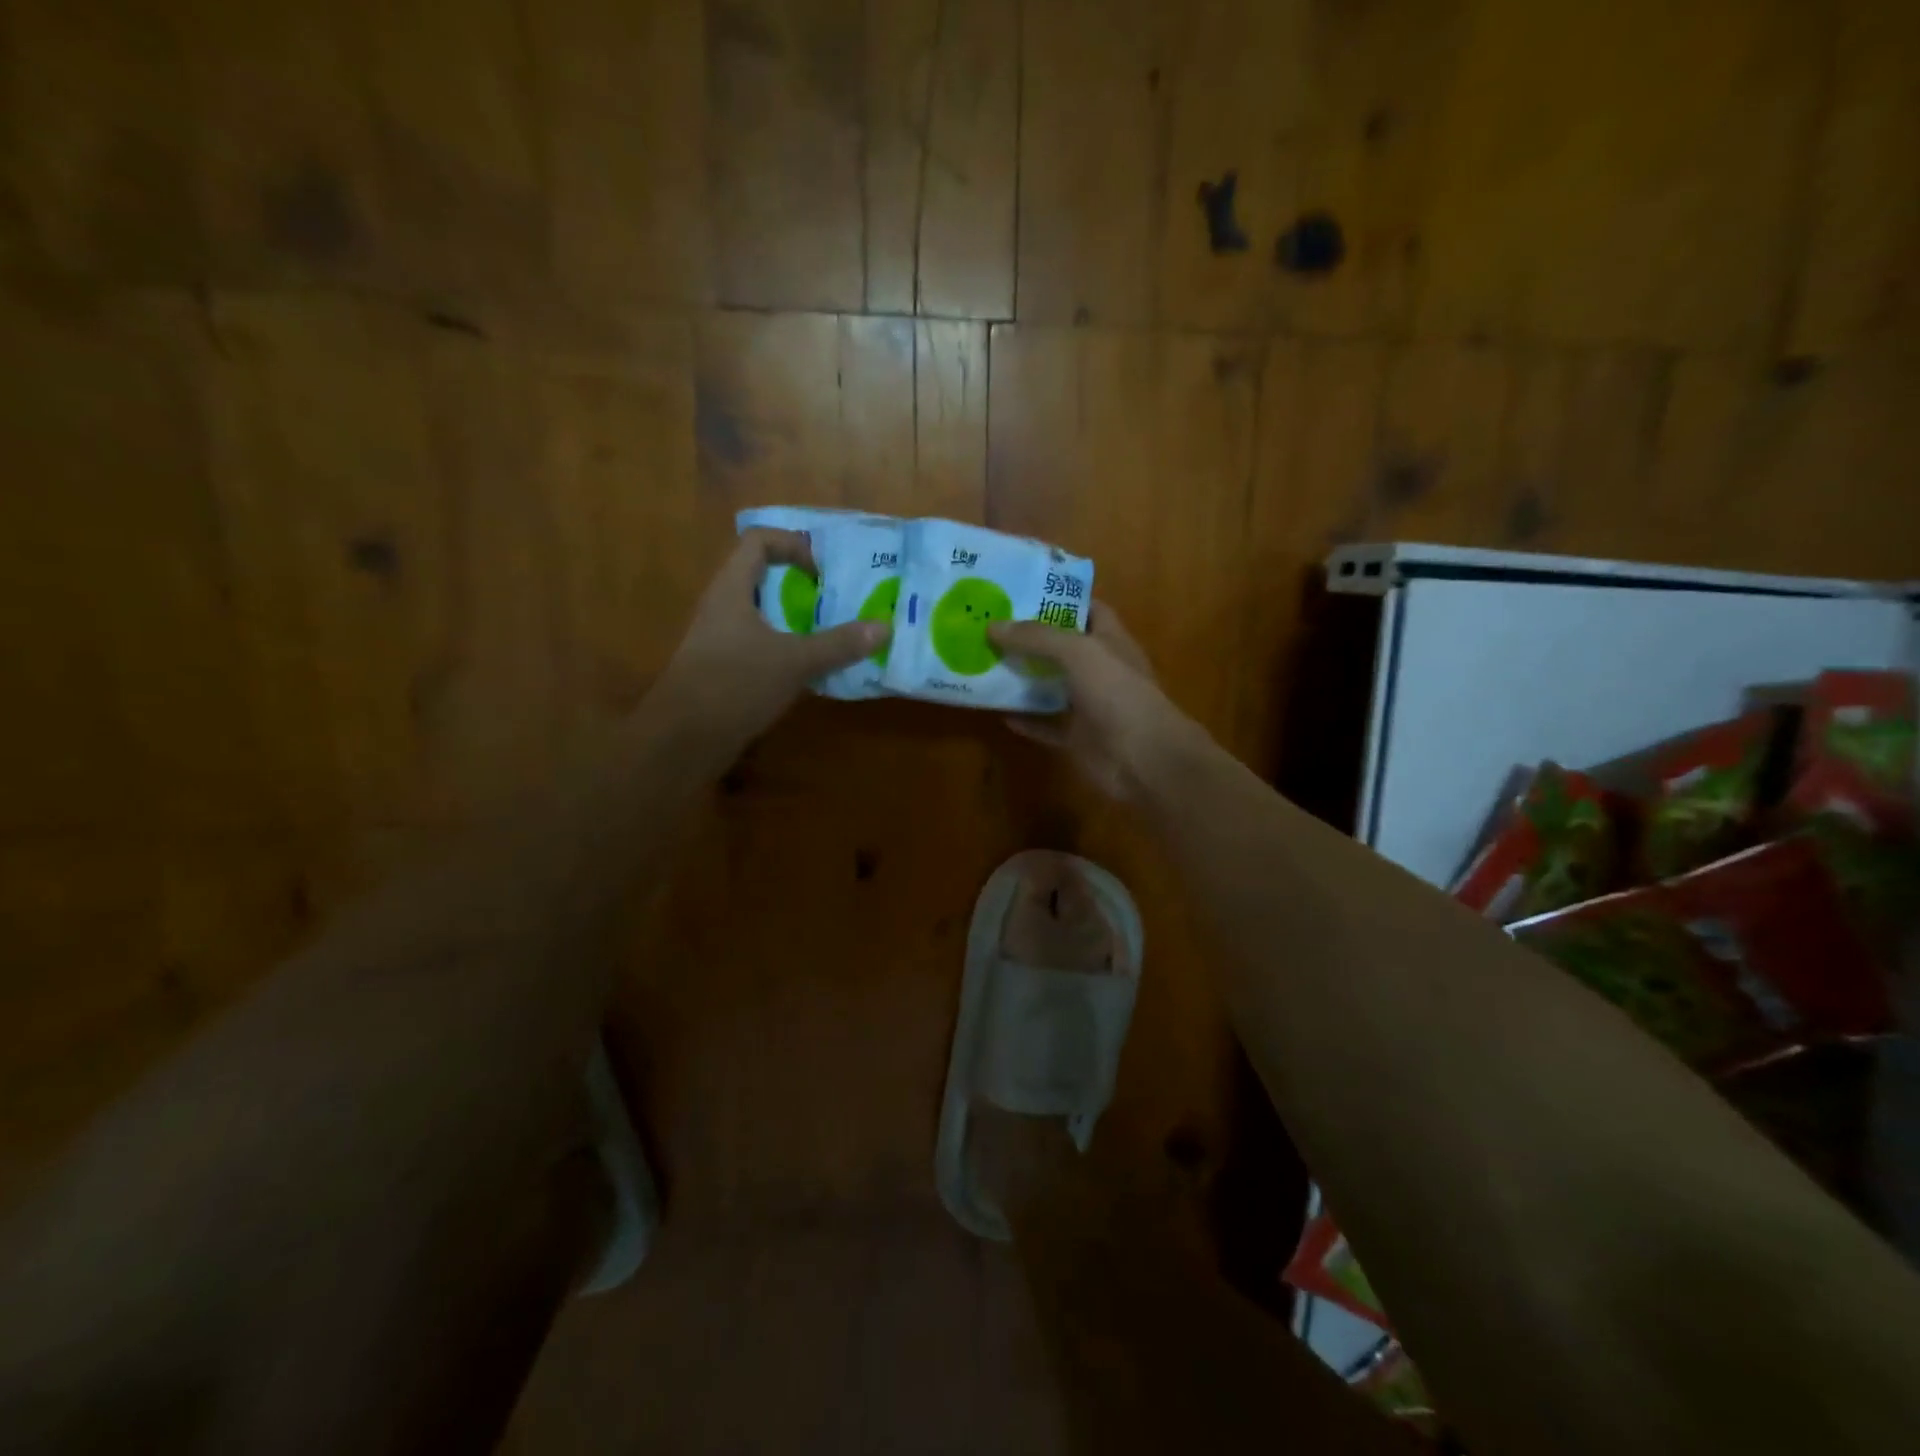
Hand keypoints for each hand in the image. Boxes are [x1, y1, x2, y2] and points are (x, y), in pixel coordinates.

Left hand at [655, 529, 887, 745]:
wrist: (684, 739)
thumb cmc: (735, 684)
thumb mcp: (795, 662)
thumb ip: (839, 644)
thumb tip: (884, 627)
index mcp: (731, 589)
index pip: (758, 541)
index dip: (792, 545)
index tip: (820, 574)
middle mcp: (721, 607)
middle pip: (761, 577)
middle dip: (799, 585)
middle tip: (835, 601)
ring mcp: (719, 639)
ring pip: (761, 613)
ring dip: (794, 619)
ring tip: (829, 633)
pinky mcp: (722, 668)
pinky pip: (758, 644)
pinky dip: (784, 648)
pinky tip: (808, 669)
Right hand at [987, 602, 1192, 798]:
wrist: (1143, 758)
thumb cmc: (1118, 693)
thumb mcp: (1078, 652)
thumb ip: (1037, 637)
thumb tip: (993, 625)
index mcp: (1110, 641)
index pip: (1088, 609)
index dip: (1060, 599)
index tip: (1022, 592)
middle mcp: (1101, 669)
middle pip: (1063, 647)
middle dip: (1031, 637)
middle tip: (992, 625)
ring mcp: (1090, 706)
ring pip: (1052, 686)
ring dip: (1024, 678)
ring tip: (987, 662)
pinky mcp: (1078, 738)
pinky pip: (1047, 725)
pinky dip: (1026, 720)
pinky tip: (999, 711)